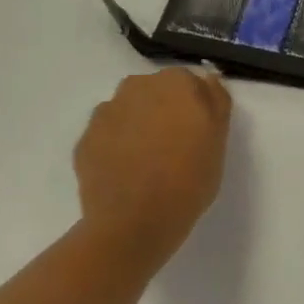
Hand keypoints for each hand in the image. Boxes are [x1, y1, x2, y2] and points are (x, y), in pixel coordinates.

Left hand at [74, 68, 231, 270]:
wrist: (134, 224)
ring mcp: (106, 113)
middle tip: (174, 146)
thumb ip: (216, 101)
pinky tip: (124, 173)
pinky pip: (107, 135)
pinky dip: (115, 146)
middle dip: (163, 110)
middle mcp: (137, 86)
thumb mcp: (219, 139)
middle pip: (155, 92)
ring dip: (137, 126)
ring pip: (128, 111)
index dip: (194, 106)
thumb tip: (207, 79)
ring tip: (146, 162)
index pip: (188, 83)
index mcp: (175, 82)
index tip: (197, 132)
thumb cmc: (189, 178)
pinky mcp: (84, 140)